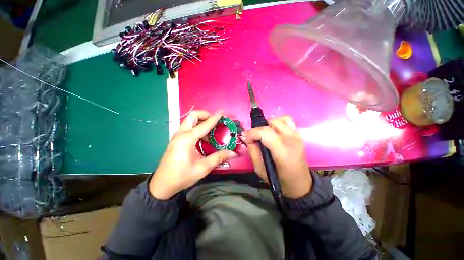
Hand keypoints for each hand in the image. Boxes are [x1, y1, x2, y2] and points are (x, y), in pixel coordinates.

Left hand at [149, 110, 236, 199]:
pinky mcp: (177, 139)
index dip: (215, 118)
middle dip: (205, 115)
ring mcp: (177, 136)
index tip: (222, 112)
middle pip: (193, 116)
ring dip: (201, 121)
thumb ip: (218, 158)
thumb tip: (233, 153)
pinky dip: (197, 127)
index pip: (204, 125)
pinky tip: (204, 138)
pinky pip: (188, 127)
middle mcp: (181, 134)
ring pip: (190, 120)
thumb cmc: (182, 176)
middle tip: (215, 122)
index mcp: (187, 139)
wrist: (163, 184)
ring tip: (211, 131)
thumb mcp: (203, 168)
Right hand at [244, 116, 311, 198]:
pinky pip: (286, 120)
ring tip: (264, 135)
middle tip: (255, 138)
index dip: (252, 133)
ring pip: (278, 119)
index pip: (265, 132)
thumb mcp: (259, 168)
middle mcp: (291, 140)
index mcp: (282, 152)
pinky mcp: (298, 134)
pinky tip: (274, 131)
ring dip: (267, 124)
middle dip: (258, 129)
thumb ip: (252, 150)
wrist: (299, 183)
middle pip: (270, 123)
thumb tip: (246, 136)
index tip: (248, 140)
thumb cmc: (279, 179)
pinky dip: (277, 122)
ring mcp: (296, 135)